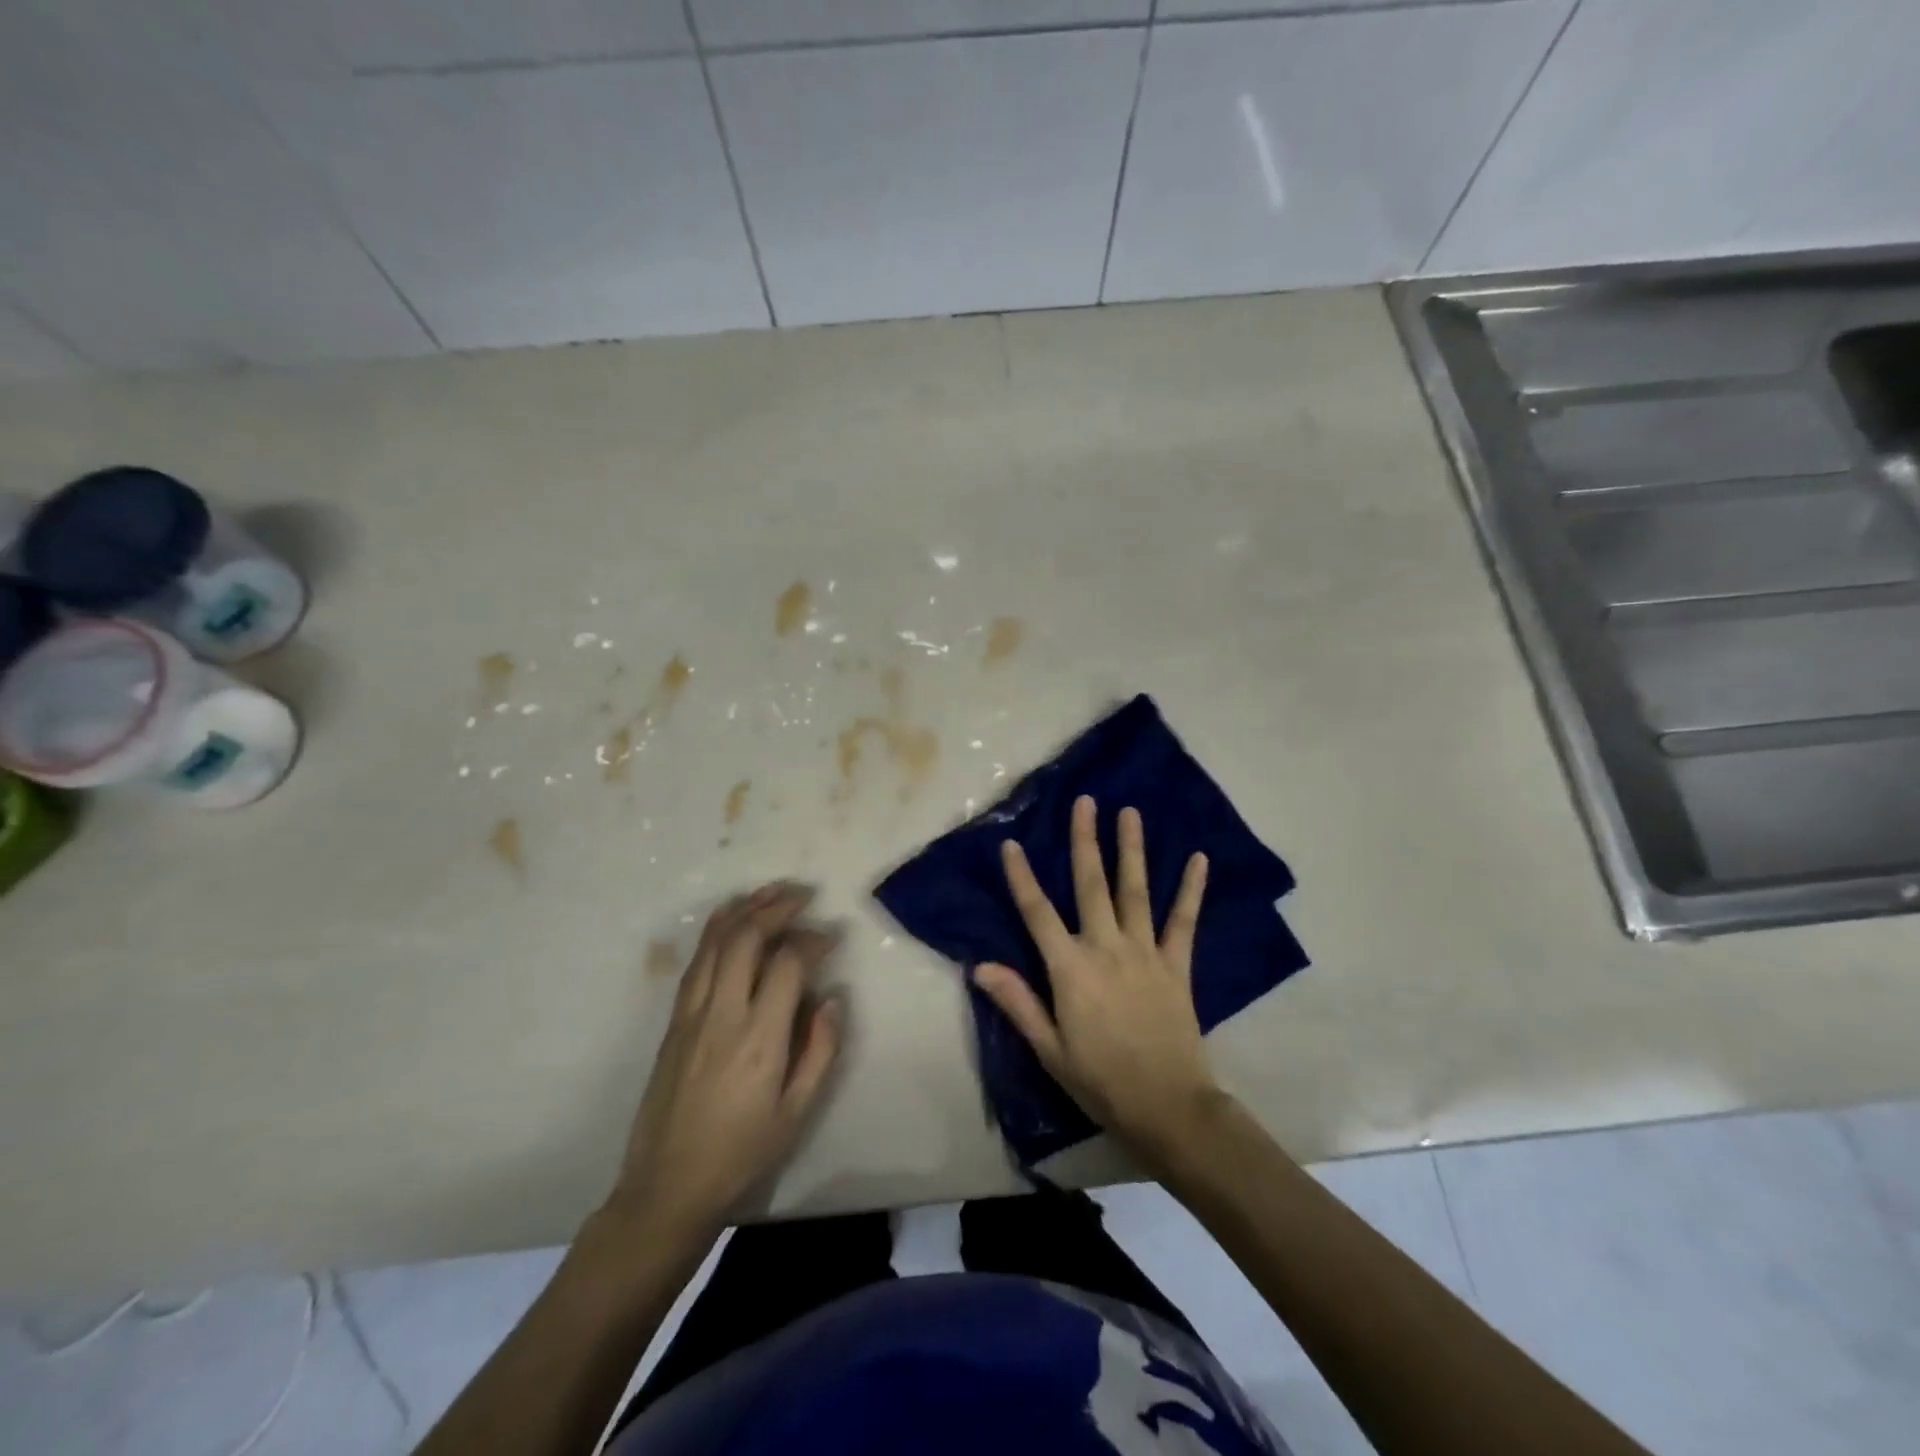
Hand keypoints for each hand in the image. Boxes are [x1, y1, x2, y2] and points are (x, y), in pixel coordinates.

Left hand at [607, 884, 842, 1239]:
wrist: (667, 1187)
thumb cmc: (741, 1154)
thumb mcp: (796, 1113)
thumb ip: (820, 1050)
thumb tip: (833, 997)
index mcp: (759, 1038)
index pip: (788, 963)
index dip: (813, 940)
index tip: (832, 937)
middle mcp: (722, 1014)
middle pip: (746, 938)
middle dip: (777, 907)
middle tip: (804, 896)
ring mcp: (692, 1014)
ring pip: (715, 942)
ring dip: (745, 909)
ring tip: (771, 892)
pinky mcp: (674, 1021)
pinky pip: (697, 961)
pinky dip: (717, 931)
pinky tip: (732, 920)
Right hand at [973, 795, 1218, 1165]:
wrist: (1168, 1107)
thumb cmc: (1100, 1081)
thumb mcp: (1049, 1049)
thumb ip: (1017, 1002)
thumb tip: (979, 966)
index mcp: (1070, 968)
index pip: (1037, 913)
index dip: (1022, 877)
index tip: (1012, 844)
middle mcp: (1106, 947)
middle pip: (1090, 884)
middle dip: (1085, 840)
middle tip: (1085, 801)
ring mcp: (1145, 952)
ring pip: (1135, 890)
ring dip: (1132, 849)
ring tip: (1130, 812)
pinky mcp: (1177, 964)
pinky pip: (1184, 920)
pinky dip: (1191, 889)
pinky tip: (1200, 859)